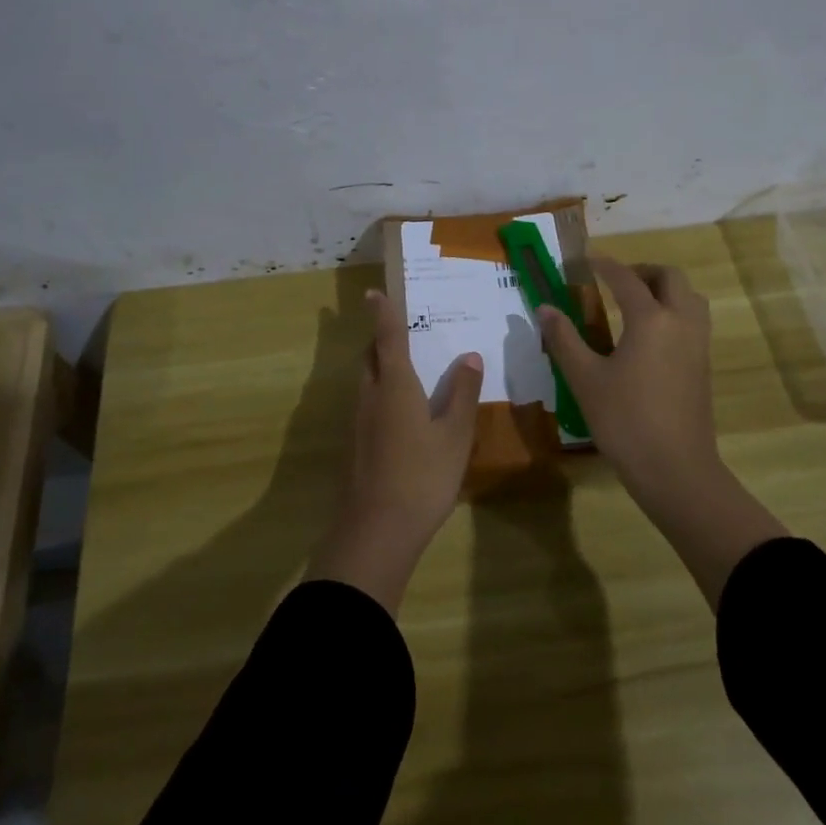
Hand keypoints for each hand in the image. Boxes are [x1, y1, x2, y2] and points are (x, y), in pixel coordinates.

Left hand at [307, 289, 482, 613]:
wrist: (376, 531)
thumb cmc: (422, 476)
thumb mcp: (455, 435)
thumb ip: (463, 394)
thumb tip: (470, 357)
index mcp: (394, 386)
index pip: (386, 338)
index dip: (382, 314)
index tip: (373, 293)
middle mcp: (370, 397)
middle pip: (370, 358)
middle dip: (381, 341)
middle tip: (401, 334)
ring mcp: (358, 423)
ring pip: (367, 383)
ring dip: (380, 369)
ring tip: (407, 371)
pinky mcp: (355, 447)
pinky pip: (368, 406)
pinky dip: (381, 396)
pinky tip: (402, 416)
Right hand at [540, 257, 787, 608]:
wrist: (676, 469)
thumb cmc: (625, 421)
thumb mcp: (585, 379)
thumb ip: (564, 339)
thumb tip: (544, 308)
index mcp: (651, 319)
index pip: (625, 278)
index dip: (603, 265)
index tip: (584, 261)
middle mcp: (680, 321)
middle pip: (669, 277)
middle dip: (641, 271)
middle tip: (614, 281)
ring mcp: (698, 343)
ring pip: (688, 297)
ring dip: (663, 289)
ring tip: (633, 303)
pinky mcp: (703, 364)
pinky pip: (693, 319)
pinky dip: (673, 310)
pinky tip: (649, 335)